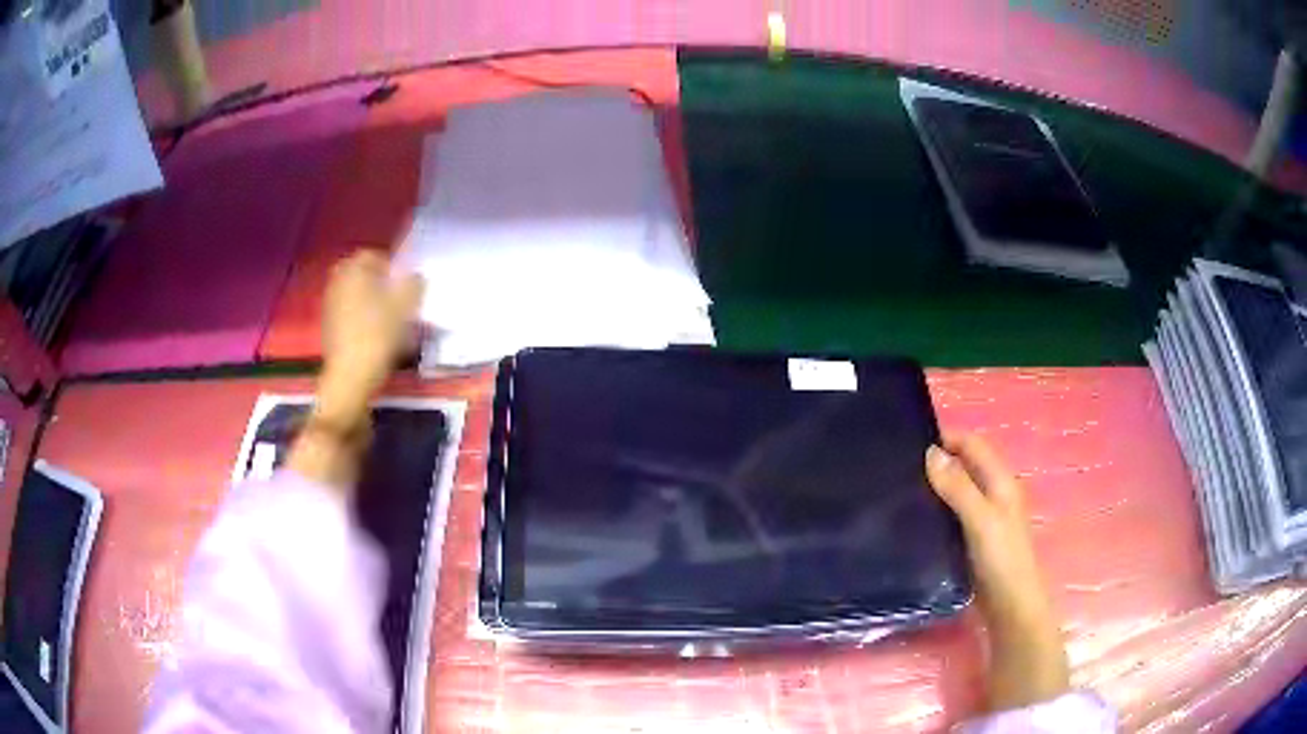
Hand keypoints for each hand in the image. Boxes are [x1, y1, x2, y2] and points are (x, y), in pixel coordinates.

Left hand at [317, 250, 423, 425]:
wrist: (351, 375)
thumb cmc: (379, 335)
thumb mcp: (405, 307)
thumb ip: (413, 284)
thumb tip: (415, 276)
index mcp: (354, 270)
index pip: (372, 254)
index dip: (390, 264)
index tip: (403, 281)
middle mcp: (338, 281)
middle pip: (360, 273)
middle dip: (376, 280)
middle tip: (394, 296)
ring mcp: (330, 304)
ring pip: (353, 292)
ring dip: (368, 298)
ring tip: (386, 316)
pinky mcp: (329, 325)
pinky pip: (347, 310)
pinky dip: (359, 315)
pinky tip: (373, 332)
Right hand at [926, 434, 1069, 711]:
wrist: (1010, 607)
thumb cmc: (1001, 560)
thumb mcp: (981, 520)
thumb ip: (958, 487)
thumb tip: (930, 452)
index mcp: (1000, 481)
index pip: (973, 445)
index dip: (947, 438)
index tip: (910, 442)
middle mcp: (993, 494)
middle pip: (965, 465)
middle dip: (938, 460)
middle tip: (898, 467)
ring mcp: (984, 518)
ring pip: (957, 490)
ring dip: (935, 486)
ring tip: (899, 490)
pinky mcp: (973, 540)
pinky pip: (952, 514)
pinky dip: (936, 509)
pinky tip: (914, 519)